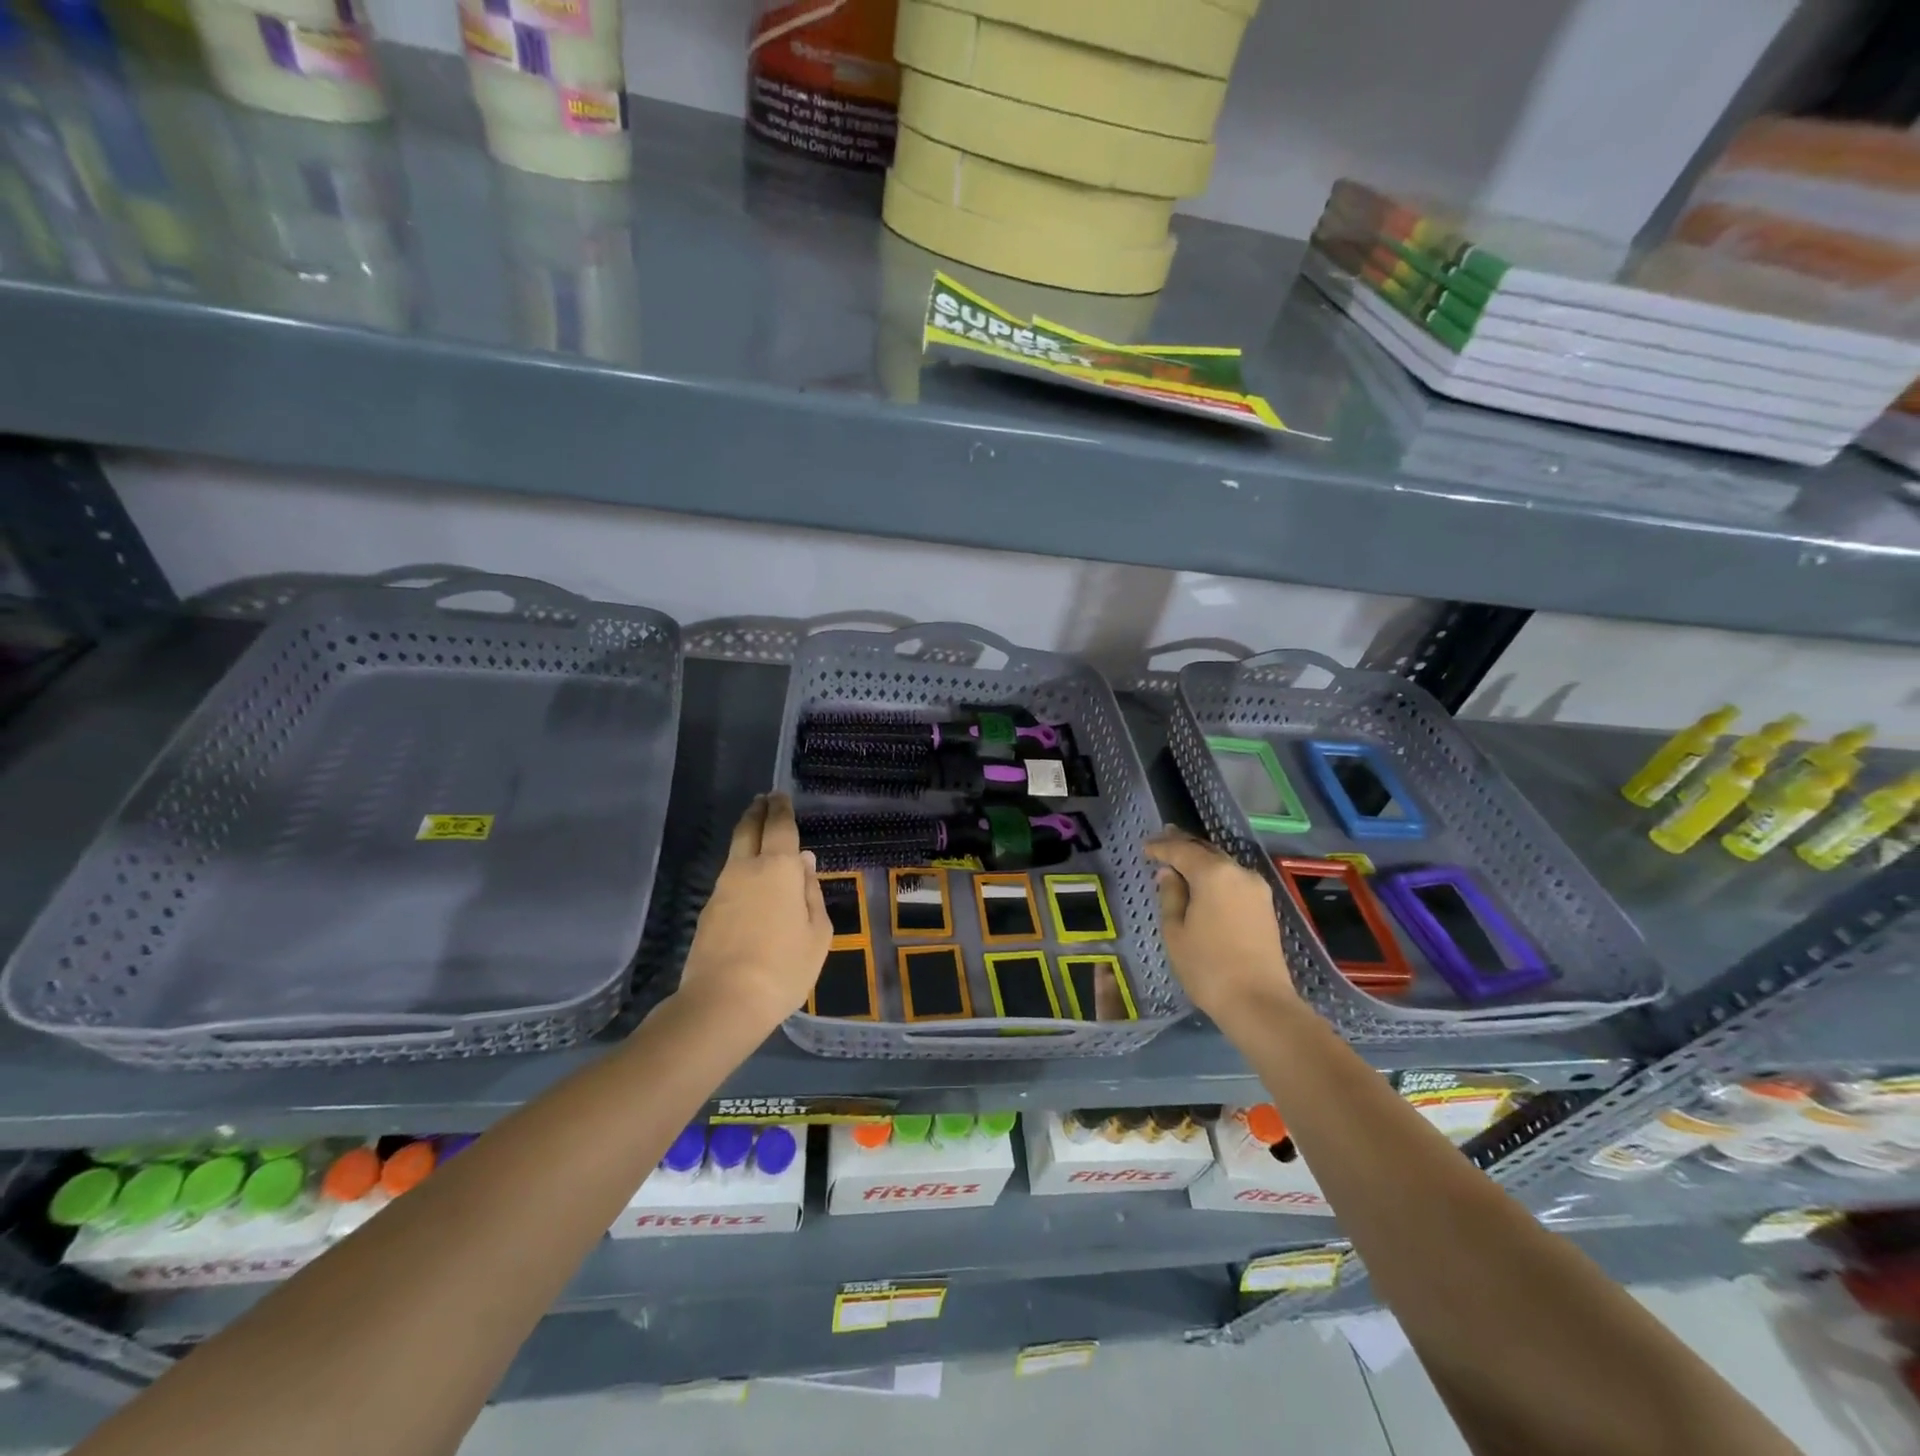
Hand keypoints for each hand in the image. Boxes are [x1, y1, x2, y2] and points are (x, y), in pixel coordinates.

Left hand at [676, 794, 831, 1034]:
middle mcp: (746, 870)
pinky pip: (729, 878)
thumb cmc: (784, 967)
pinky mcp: (708, 912)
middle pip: (748, 830)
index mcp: (779, 868)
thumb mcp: (817, 933)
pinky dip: (740, 868)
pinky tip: (748, 880)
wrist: (724, 1002)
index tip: (780, 795)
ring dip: (746, 837)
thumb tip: (804, 864)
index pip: (779, 826)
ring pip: (735, 853)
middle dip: (757, 812)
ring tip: (756, 834)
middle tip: (763, 801)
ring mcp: (722, 890)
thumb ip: (812, 893)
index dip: (781, 809)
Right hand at [1144, 827, 1299, 1020]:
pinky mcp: (1265, 907)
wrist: (1259, 1003)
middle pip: (1206, 851)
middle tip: (1162, 840)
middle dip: (1183, 846)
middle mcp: (1239, 872)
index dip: (1161, 847)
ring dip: (1201, 861)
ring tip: (1180, 862)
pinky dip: (1215, 876)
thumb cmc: (1207, 966)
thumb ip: (1170, 895)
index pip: (1182, 850)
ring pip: (1223, 865)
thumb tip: (1169, 874)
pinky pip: (1234, 880)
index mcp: (1214, 874)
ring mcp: (1257, 889)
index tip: (1145, 848)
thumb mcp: (1175, 930)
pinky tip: (1203, 884)